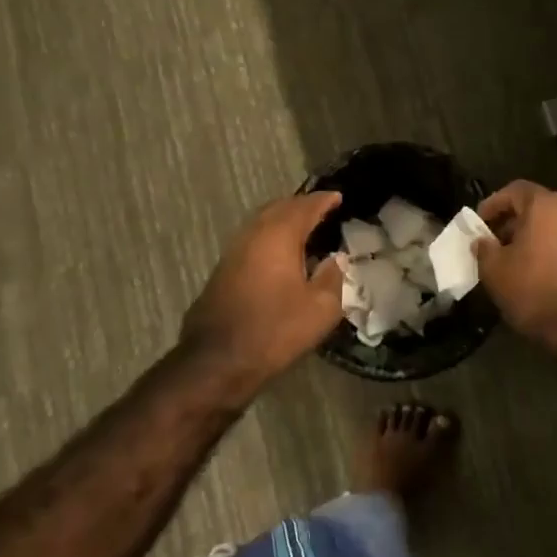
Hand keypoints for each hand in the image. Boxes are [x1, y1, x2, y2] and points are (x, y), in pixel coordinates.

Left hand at [180, 191, 345, 390]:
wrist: (218, 359)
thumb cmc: (275, 330)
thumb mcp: (321, 308)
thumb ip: (333, 277)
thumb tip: (336, 259)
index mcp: (279, 235)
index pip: (305, 207)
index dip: (324, 200)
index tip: (338, 197)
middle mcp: (253, 234)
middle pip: (279, 208)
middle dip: (301, 206)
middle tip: (322, 209)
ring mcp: (233, 251)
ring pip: (262, 223)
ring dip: (283, 220)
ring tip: (304, 229)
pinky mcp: (223, 269)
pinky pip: (253, 240)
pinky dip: (271, 237)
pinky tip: (281, 253)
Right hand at [473, 180, 556, 345]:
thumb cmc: (533, 290)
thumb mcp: (494, 270)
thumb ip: (484, 248)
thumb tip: (482, 241)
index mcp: (547, 205)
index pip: (515, 190)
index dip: (493, 204)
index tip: (479, 223)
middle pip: (537, 206)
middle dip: (514, 221)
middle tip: (495, 241)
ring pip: (555, 224)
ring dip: (534, 235)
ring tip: (515, 258)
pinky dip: (552, 247)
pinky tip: (538, 269)